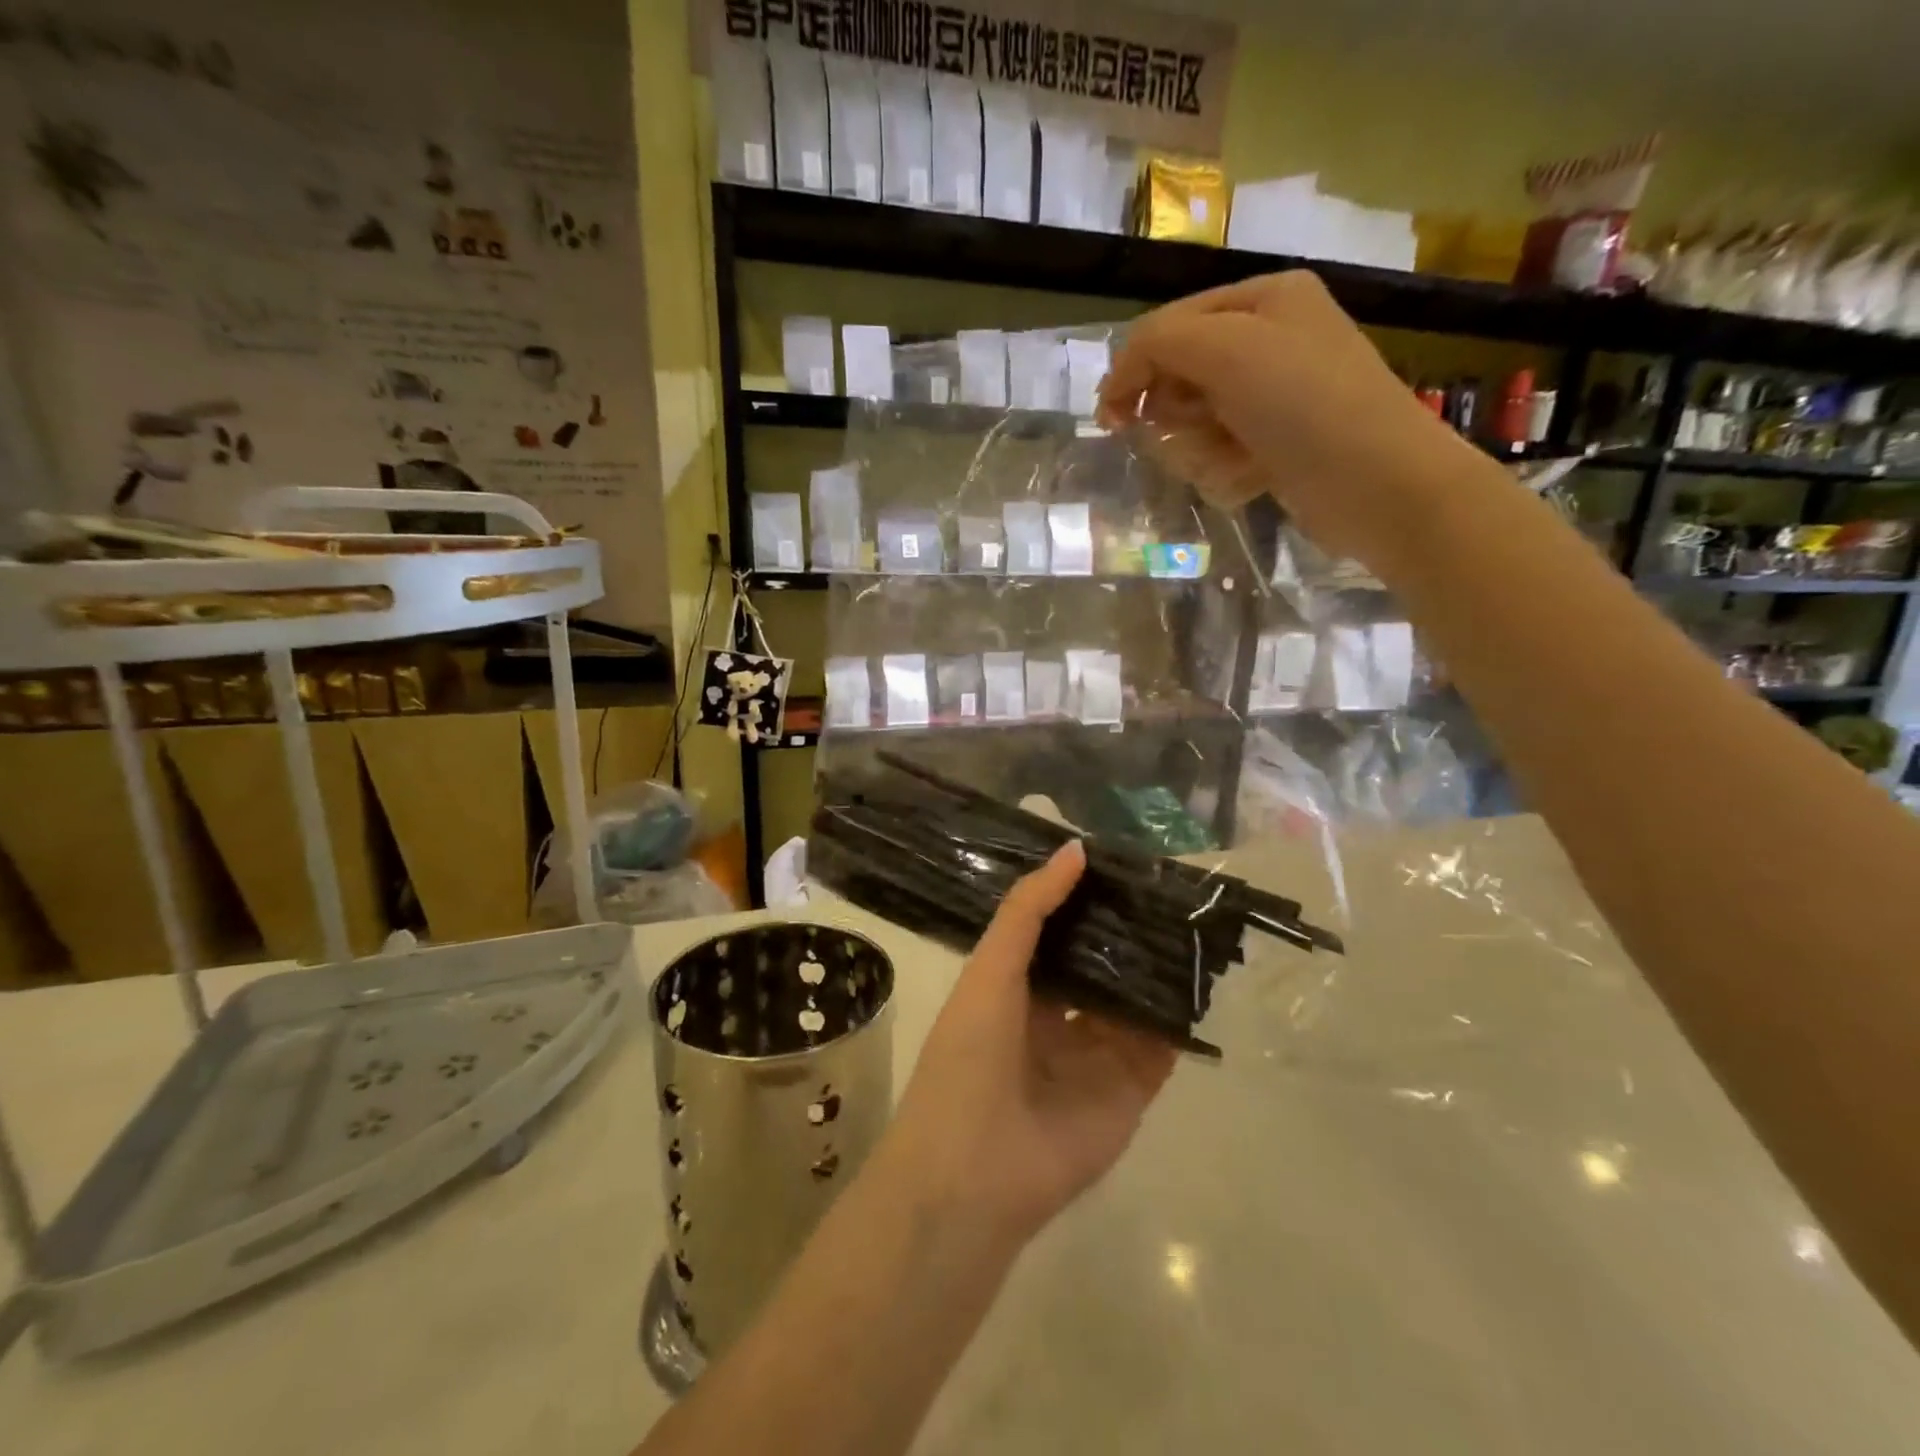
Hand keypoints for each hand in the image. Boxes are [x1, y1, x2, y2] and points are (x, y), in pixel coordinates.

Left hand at [883, 840, 1176, 1241]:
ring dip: (1157, 966)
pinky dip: (1178, 1015)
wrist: (974, 1172)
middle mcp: (1058, 1016)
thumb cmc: (969, 1055)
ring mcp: (1096, 1054)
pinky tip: (1202, 973)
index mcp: (1015, 987)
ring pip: (1133, 999)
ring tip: (1193, 916)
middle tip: (1168, 884)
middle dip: (1126, 929)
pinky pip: (1160, 1045)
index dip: (1083, 897)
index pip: (1057, 931)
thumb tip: (1076, 848)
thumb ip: (1030, 910)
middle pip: (1100, 963)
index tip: (1119, 859)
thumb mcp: (991, 969)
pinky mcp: (1130, 1090)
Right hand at [1096, 270, 1492, 575]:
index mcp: (1262, 300)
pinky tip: (1254, 479)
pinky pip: (1218, 459)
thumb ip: (1160, 344)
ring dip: (1201, 450)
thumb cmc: (1306, 405)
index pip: (1168, 327)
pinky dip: (1226, 473)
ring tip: (1236, 458)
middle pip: (1178, 380)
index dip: (1134, 370)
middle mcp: (1267, 343)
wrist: (1380, 485)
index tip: (1110, 419)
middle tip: (1200, 427)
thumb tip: (1118, 383)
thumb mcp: (1228, 351)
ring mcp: (1272, 400)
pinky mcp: (1274, 449)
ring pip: (1193, 427)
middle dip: (1178, 414)